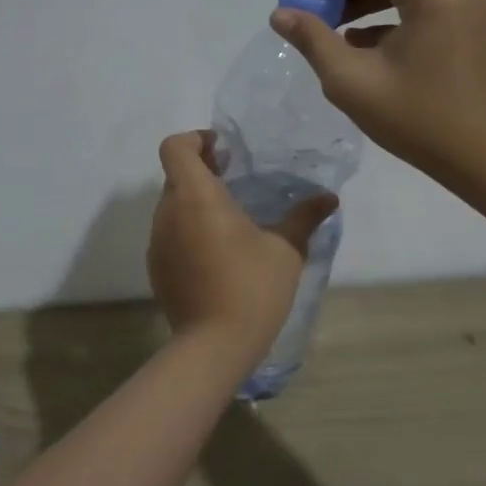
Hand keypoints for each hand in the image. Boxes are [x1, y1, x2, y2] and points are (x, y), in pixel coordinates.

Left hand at [147, 131, 336, 348]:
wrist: (214, 346)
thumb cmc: (251, 287)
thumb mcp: (286, 250)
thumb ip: (304, 218)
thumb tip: (329, 198)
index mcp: (195, 195)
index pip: (175, 147)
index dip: (195, 139)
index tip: (223, 151)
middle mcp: (168, 212)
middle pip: (176, 174)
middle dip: (202, 171)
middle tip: (235, 180)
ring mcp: (157, 242)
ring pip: (172, 205)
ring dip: (196, 202)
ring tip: (231, 219)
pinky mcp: (156, 268)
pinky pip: (170, 234)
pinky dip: (188, 230)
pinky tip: (217, 254)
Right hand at [271, 0, 485, 180]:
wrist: (484, 159)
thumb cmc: (417, 119)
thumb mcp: (352, 80)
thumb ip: (313, 40)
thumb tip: (281, 14)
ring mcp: (468, 6)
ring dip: (365, 0)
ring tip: (327, 20)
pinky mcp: (470, 26)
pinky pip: (421, 7)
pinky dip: (388, 16)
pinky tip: (357, 39)